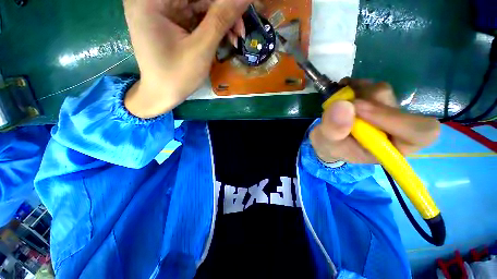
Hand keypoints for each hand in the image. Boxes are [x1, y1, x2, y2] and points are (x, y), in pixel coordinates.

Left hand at [123, 0, 250, 117]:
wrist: (162, 95)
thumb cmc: (177, 76)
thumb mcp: (201, 49)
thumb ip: (221, 19)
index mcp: (152, 1)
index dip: (221, 1)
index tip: (242, 9)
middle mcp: (154, 0)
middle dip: (223, 11)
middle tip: (241, 30)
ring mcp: (162, 10)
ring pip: (199, 5)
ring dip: (221, 21)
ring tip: (236, 38)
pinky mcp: (171, 21)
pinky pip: (196, 17)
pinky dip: (212, 27)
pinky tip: (225, 38)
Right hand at [310, 78, 440, 163]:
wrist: (329, 140)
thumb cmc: (331, 147)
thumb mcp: (327, 144)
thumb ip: (333, 130)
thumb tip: (342, 105)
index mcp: (393, 147)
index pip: (419, 132)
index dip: (395, 118)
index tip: (358, 110)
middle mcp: (396, 128)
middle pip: (396, 106)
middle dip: (365, 103)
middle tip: (341, 103)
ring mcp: (386, 111)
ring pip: (382, 92)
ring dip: (357, 92)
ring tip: (338, 100)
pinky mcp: (375, 99)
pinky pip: (371, 85)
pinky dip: (354, 85)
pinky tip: (343, 90)